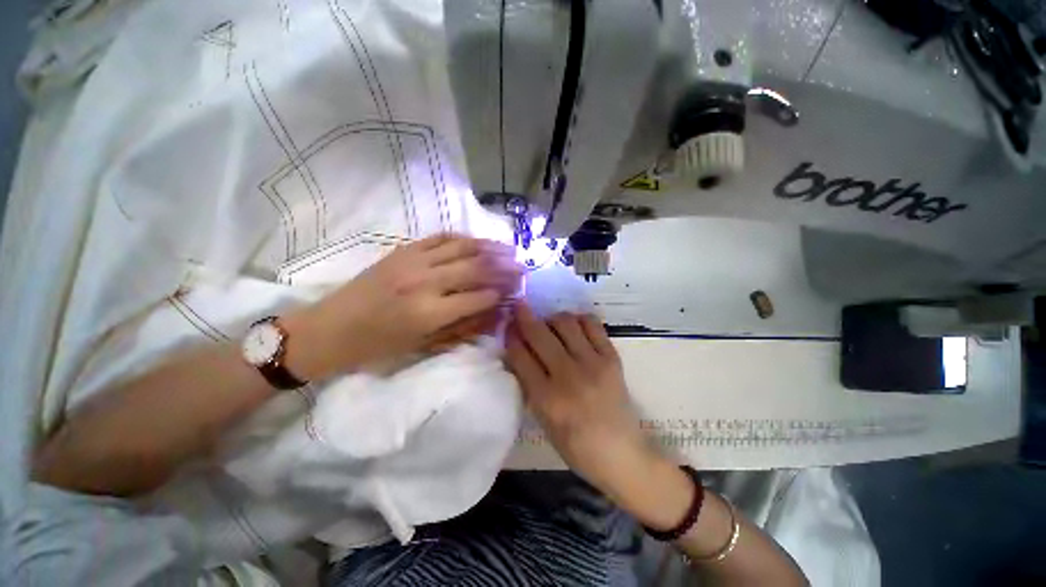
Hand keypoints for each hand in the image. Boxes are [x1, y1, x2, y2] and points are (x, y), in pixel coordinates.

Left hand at [283, 234, 521, 379]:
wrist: (331, 328)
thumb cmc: (379, 346)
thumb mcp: (424, 346)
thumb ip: (464, 327)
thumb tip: (496, 313)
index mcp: (430, 312)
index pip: (480, 297)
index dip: (503, 293)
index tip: (518, 291)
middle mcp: (425, 282)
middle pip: (476, 268)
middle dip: (504, 268)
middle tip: (523, 267)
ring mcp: (413, 261)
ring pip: (462, 247)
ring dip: (490, 248)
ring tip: (510, 249)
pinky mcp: (403, 250)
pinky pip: (440, 238)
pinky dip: (463, 238)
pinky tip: (478, 241)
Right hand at [505, 305, 656, 490]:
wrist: (622, 454)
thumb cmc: (576, 446)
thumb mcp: (543, 421)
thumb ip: (530, 385)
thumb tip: (519, 352)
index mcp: (547, 399)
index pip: (520, 356)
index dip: (510, 336)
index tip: (507, 325)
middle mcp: (569, 376)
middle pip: (539, 334)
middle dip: (524, 316)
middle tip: (519, 307)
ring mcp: (593, 363)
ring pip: (565, 322)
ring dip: (551, 318)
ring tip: (550, 325)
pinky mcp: (612, 357)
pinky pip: (592, 324)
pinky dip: (579, 319)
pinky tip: (574, 326)